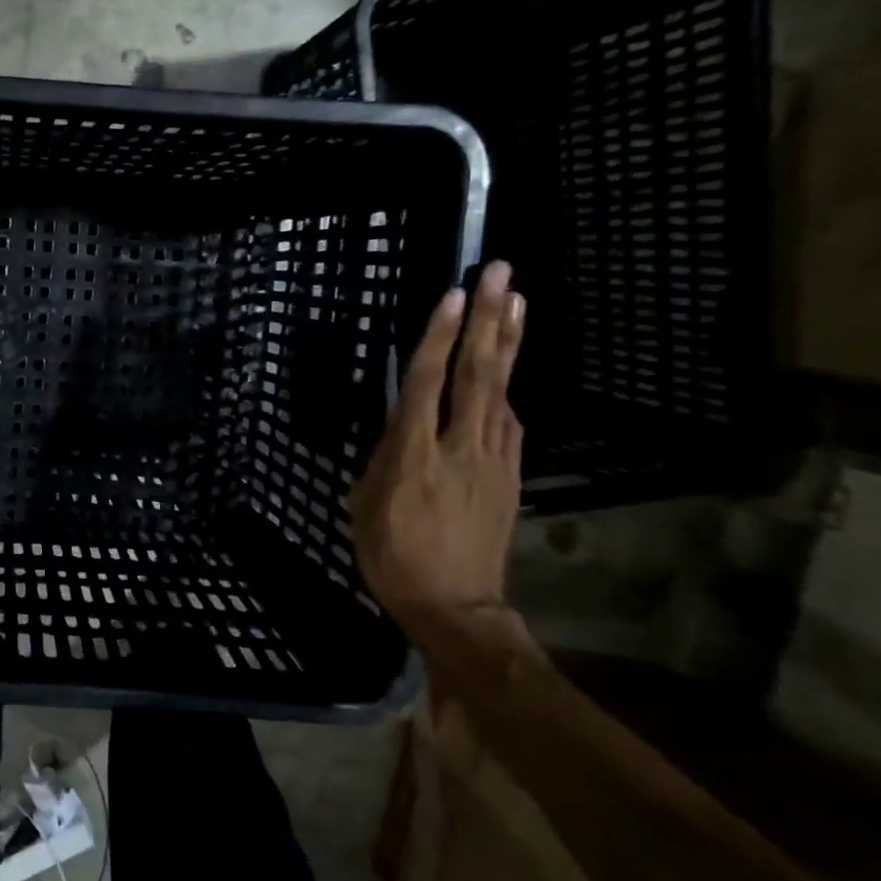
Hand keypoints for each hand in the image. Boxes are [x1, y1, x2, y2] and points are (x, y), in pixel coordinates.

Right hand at [352, 261, 537, 684]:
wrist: (455, 606)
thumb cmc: (392, 555)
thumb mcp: (365, 503)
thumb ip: (383, 457)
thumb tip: (399, 429)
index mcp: (414, 454)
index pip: (427, 383)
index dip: (439, 337)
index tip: (452, 296)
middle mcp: (460, 446)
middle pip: (478, 373)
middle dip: (488, 320)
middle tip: (500, 274)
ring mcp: (493, 459)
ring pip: (501, 390)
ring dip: (506, 343)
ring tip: (515, 302)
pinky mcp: (510, 474)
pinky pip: (509, 420)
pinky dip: (507, 386)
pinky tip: (507, 366)